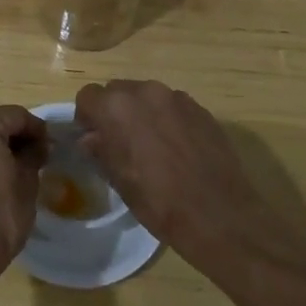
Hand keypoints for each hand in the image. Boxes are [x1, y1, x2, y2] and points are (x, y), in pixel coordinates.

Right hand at [74, 79, 281, 272]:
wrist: (218, 214)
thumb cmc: (158, 201)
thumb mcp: (119, 180)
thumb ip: (101, 150)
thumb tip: (91, 139)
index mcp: (117, 107)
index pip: (88, 96)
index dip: (86, 116)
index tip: (93, 138)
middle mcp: (146, 92)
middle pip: (118, 91)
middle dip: (114, 111)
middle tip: (119, 141)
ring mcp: (177, 98)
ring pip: (147, 96)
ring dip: (141, 113)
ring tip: (150, 145)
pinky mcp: (202, 110)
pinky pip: (173, 106)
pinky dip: (167, 119)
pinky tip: (176, 148)